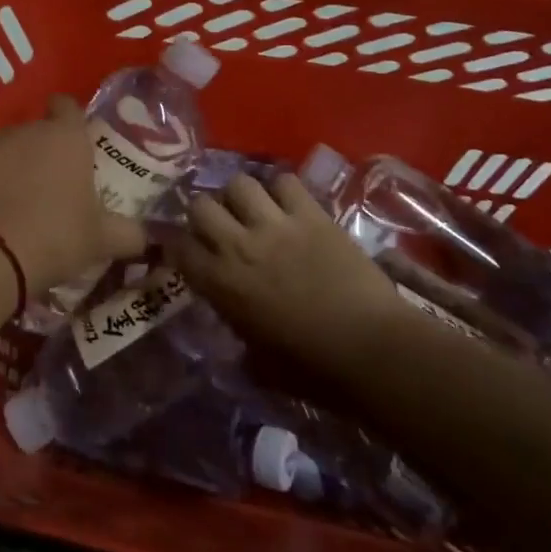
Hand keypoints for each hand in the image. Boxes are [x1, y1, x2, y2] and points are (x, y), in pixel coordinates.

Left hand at [0, 95, 144, 295]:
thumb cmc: (55, 236)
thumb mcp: (100, 241)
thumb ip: (128, 233)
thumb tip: (148, 237)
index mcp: (67, 137)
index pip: (68, 107)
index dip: (70, 119)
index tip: (73, 140)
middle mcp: (28, 130)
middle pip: (37, 132)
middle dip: (42, 152)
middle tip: (51, 186)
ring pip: (7, 148)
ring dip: (13, 166)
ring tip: (17, 202)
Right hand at [165, 173, 403, 379]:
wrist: (371, 350)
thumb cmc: (313, 369)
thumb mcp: (260, 364)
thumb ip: (239, 335)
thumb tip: (239, 328)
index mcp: (221, 284)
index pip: (179, 247)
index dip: (180, 246)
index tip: (191, 251)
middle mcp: (239, 246)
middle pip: (200, 205)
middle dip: (206, 213)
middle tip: (222, 226)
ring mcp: (276, 225)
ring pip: (239, 184)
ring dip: (242, 196)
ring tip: (255, 209)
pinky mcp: (312, 215)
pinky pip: (285, 182)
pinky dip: (283, 190)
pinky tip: (289, 205)